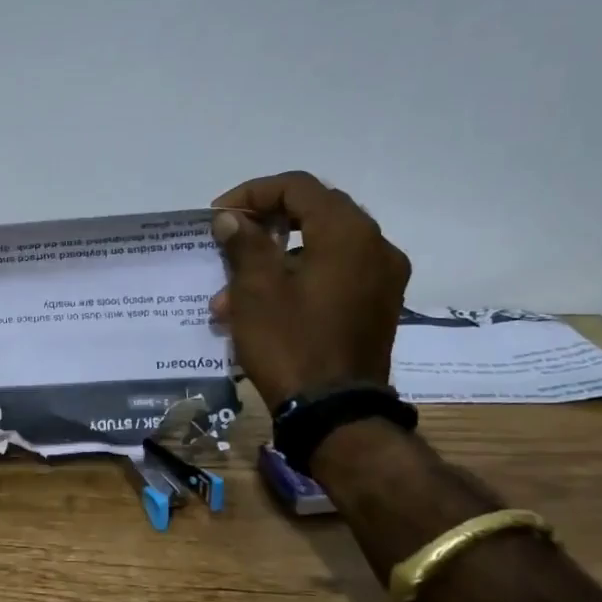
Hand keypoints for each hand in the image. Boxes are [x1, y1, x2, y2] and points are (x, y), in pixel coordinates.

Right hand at [208, 172, 410, 404]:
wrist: (335, 414)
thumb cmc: (291, 343)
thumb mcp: (255, 290)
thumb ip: (243, 242)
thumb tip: (230, 217)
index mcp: (348, 233)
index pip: (298, 187)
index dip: (252, 194)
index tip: (219, 217)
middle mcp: (375, 246)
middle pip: (313, 213)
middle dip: (263, 226)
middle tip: (229, 243)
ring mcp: (382, 279)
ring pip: (320, 248)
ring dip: (273, 261)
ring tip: (229, 296)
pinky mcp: (377, 307)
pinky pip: (334, 275)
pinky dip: (297, 279)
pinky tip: (261, 309)